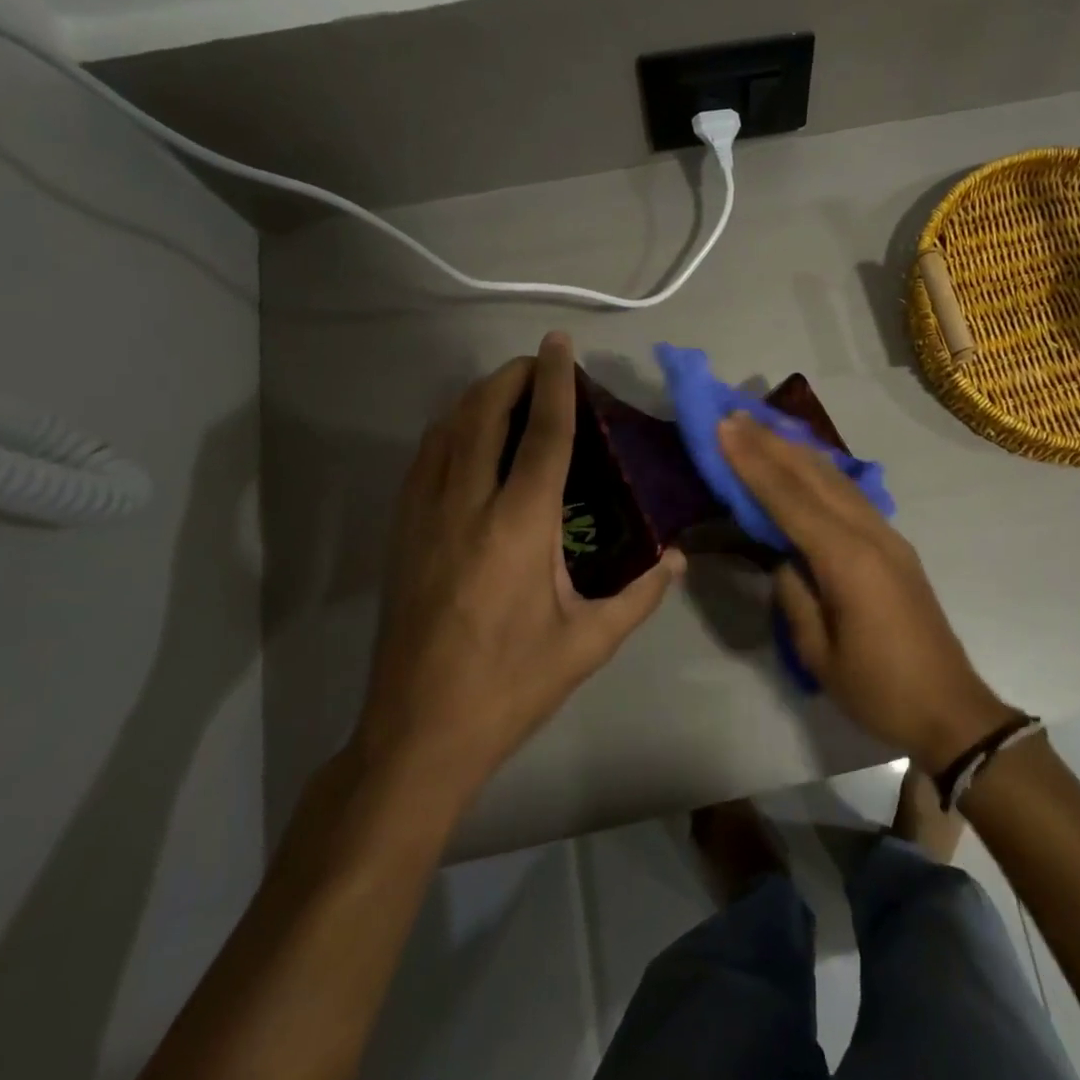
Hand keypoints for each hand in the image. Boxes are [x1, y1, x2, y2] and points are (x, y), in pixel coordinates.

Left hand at [358, 332, 682, 795]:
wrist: (419, 734)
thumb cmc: (512, 686)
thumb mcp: (589, 644)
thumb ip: (641, 595)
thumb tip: (677, 558)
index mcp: (519, 528)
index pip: (543, 436)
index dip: (554, 384)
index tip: (558, 344)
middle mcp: (466, 508)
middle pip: (482, 417)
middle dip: (510, 378)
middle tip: (537, 363)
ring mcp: (424, 519)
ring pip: (444, 433)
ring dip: (476, 400)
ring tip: (507, 391)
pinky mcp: (401, 536)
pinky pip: (423, 461)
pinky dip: (448, 431)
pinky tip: (465, 438)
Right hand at [718, 412, 1011, 772]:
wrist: (950, 708)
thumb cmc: (879, 690)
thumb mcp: (819, 652)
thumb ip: (794, 595)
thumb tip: (783, 557)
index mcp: (847, 560)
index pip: (791, 499)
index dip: (754, 463)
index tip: (725, 429)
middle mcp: (870, 534)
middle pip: (815, 476)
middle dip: (771, 443)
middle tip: (734, 415)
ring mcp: (888, 535)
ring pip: (836, 479)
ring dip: (797, 450)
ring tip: (763, 428)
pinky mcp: (895, 544)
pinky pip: (851, 494)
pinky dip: (821, 471)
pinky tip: (806, 463)